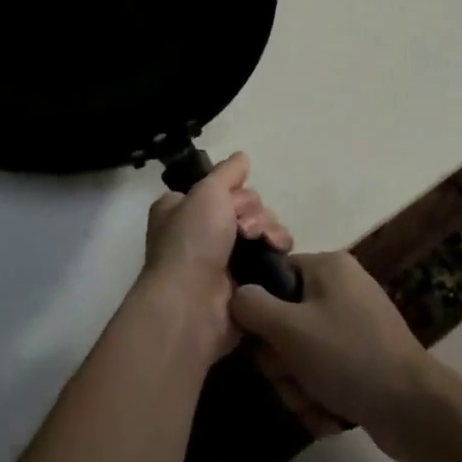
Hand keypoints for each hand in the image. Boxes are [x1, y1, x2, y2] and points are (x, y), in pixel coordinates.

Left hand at [143, 152, 290, 358]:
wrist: (193, 305)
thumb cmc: (191, 241)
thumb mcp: (206, 192)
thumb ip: (227, 173)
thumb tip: (242, 157)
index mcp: (182, 210)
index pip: (219, 189)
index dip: (233, 191)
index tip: (234, 197)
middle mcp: (200, 234)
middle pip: (245, 208)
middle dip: (253, 212)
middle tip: (244, 227)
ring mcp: (222, 261)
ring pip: (261, 231)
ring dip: (268, 229)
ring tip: (265, 242)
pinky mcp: (244, 284)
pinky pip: (269, 258)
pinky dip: (277, 252)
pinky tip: (278, 252)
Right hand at [230, 251, 442, 461]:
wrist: (418, 414)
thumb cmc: (350, 359)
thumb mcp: (291, 330)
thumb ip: (252, 307)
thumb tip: (234, 295)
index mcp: (327, 267)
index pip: (273, 277)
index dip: (261, 312)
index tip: (263, 343)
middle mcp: (341, 290)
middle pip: (284, 321)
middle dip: (283, 362)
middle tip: (292, 379)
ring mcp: (354, 327)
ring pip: (301, 354)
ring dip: (299, 386)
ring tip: (315, 403)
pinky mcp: (363, 361)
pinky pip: (324, 373)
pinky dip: (321, 397)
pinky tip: (331, 415)